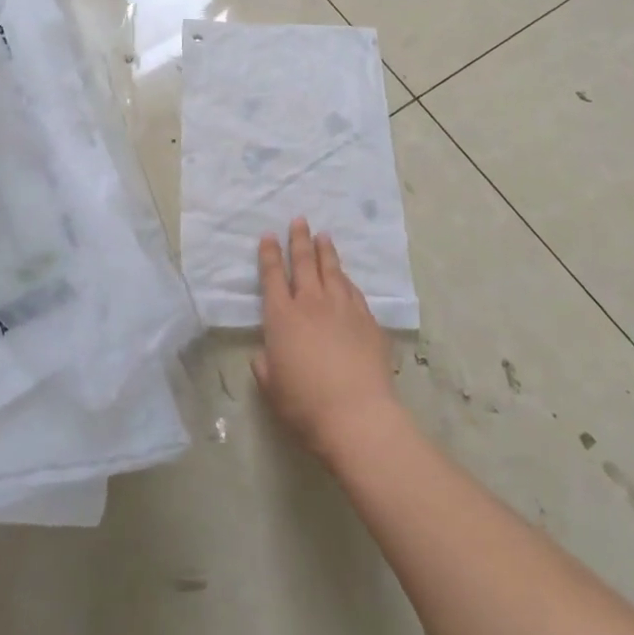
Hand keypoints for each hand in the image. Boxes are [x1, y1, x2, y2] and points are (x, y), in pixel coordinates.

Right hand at [252, 217, 401, 459]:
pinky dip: (346, 280)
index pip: (273, 276)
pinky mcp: (368, 320)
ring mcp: (343, 308)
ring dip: (326, 252)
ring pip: (333, 271)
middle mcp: (312, 304)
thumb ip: (266, 365)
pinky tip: (346, 277)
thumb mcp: (272, 387)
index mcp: (282, 317)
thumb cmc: (305, 404)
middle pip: (305, 263)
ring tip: (324, 236)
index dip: (270, 254)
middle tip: (299, 220)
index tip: (269, 236)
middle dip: (300, 239)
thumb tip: (266, 354)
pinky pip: (354, 291)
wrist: (357, 414)